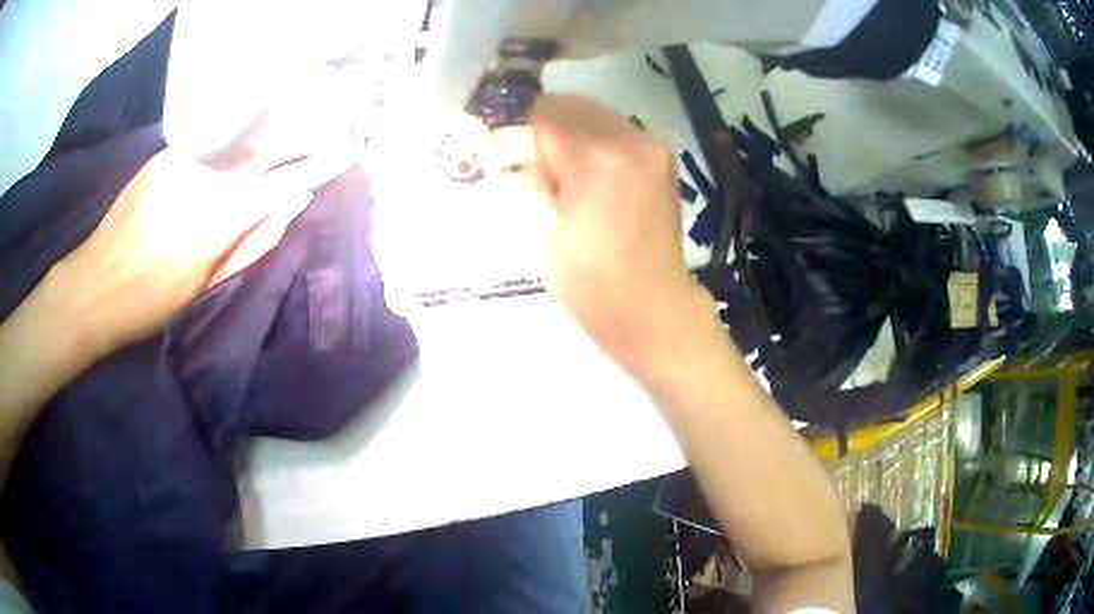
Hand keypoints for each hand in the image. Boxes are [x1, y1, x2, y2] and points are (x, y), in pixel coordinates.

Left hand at [53, 144, 355, 359]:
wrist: (92, 286)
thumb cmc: (149, 303)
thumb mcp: (205, 288)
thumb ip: (253, 244)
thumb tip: (293, 205)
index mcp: (214, 224)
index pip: (279, 183)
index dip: (315, 166)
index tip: (346, 151)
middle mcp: (200, 183)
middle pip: (261, 152)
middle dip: (294, 144)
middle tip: (323, 135)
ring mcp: (179, 164)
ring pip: (231, 155)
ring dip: (251, 159)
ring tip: (254, 170)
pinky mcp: (162, 158)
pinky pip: (204, 157)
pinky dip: (218, 164)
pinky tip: (208, 182)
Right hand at [484, 95, 707, 372]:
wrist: (651, 306)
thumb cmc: (589, 282)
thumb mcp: (539, 228)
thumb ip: (523, 176)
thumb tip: (505, 144)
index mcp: (595, 158)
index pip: (541, 114)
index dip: (514, 128)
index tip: (502, 149)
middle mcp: (629, 138)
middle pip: (569, 105)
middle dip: (541, 124)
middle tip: (526, 158)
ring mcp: (651, 145)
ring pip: (594, 113)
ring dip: (568, 128)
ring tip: (557, 167)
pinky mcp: (662, 157)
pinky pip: (616, 129)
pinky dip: (593, 138)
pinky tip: (587, 171)